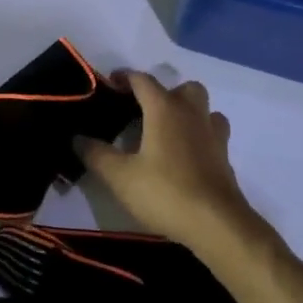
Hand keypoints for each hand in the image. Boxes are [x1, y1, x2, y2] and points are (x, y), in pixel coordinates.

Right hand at [75, 72, 260, 254]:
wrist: (216, 224)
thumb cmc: (165, 192)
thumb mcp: (120, 176)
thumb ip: (96, 154)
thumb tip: (78, 138)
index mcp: (164, 109)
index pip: (143, 80)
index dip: (124, 77)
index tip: (109, 84)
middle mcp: (192, 114)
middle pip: (183, 88)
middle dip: (164, 92)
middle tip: (143, 111)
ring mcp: (213, 134)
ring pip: (203, 108)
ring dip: (186, 111)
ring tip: (166, 131)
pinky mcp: (225, 157)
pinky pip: (212, 132)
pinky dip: (198, 135)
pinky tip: (184, 154)